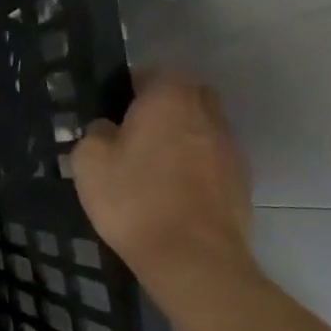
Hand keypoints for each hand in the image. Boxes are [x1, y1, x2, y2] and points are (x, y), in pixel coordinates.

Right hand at [70, 70, 254, 293]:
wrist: (193, 258)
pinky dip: (194, 166)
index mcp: (170, 98)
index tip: (112, 110)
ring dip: (180, 137)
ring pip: (201, 127)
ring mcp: (230, 148)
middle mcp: (207, 113)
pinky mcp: (242, 181)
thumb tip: (107, 129)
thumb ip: (95, 133)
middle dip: (162, 107)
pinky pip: (211, 159)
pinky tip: (171, 192)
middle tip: (131, 133)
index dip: (130, 87)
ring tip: (150, 166)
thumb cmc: (134, 199)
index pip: (153, 72)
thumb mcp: (88, 161)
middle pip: (185, 95)